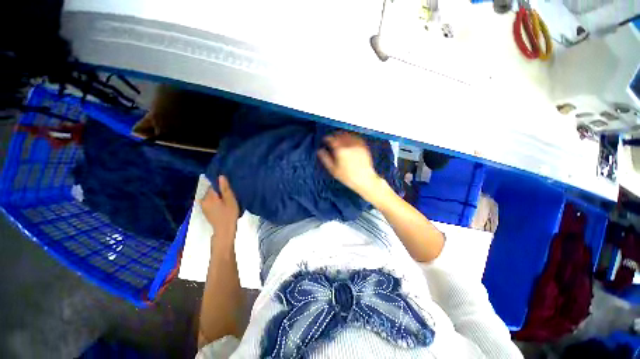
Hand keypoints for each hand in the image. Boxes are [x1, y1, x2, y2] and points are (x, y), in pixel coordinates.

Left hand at [200, 176, 239, 241]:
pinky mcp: (205, 212)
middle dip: (220, 192)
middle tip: (230, 197)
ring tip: (227, 202)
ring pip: (211, 197)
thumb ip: (225, 188)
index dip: (221, 186)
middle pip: (211, 191)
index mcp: (209, 197)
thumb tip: (220, 176)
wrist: (224, 230)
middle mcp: (203, 201)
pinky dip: (216, 203)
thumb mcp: (230, 200)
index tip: (229, 190)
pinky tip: (223, 207)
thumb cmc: (229, 214)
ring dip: (218, 198)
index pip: (213, 186)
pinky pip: (210, 203)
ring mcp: (203, 207)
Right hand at [317, 132, 384, 199]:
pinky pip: (357, 138)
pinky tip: (350, 140)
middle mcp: (349, 145)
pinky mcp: (364, 147)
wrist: (364, 179)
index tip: (325, 139)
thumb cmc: (348, 177)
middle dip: (335, 135)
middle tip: (332, 138)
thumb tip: (320, 151)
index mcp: (340, 150)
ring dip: (343, 135)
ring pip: (348, 135)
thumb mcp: (333, 170)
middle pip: (340, 135)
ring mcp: (357, 145)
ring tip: (340, 137)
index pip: (331, 139)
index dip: (327, 138)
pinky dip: (352, 137)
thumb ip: (325, 159)